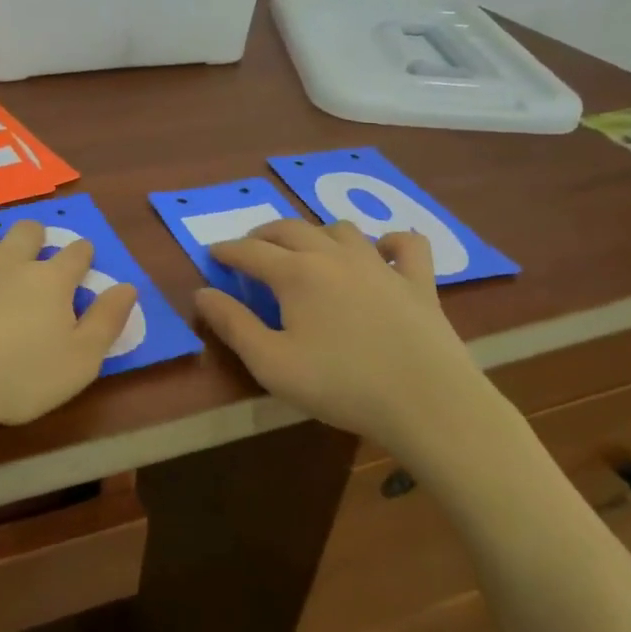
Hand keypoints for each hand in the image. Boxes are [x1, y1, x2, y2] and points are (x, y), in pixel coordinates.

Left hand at [0, 208, 137, 448]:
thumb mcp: (79, 363)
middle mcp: (10, 260)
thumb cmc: (16, 378)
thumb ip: (106, 322)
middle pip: (28, 229)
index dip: (83, 254)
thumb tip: (128, 287)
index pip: (76, 253)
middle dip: (35, 237)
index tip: (83, 260)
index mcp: (50, 280)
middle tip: (32, 257)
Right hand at [195, 220, 517, 475]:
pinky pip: (406, 244)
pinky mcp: (419, 281)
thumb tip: (202, 294)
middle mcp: (335, 255)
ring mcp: (381, 264)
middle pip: (291, 229)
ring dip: (315, 233)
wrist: (427, 402)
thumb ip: (232, 324)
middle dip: (263, 234)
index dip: (227, 250)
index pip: (250, 251)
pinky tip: (382, 252)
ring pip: (341, 229)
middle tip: (249, 247)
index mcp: (296, 273)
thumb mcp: (271, 363)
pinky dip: (389, 241)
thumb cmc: (340, 385)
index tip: (213, 253)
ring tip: (305, 249)